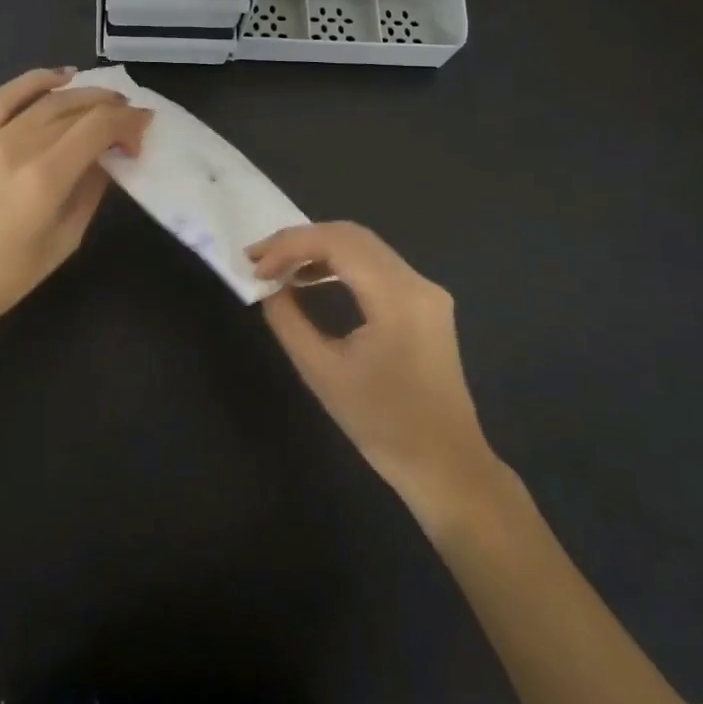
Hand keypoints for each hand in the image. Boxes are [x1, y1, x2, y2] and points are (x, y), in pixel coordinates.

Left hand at [0, 68, 151, 333]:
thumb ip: (90, 192)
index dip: (128, 123)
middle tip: (131, 121)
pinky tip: (60, 78)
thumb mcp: (63, 241)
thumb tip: (107, 160)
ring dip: (83, 93)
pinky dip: (35, 80)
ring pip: (47, 99)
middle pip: (76, 108)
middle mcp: (20, 146)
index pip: (98, 127)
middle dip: (112, 108)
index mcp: (46, 177)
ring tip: (107, 99)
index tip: (143, 133)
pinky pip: (5, 97)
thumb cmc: (5, 277)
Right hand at [249, 222, 505, 537]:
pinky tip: (312, 280)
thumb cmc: (383, 426)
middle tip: (260, 258)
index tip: (255, 265)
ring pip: (364, 247)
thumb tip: (269, 287)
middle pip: (351, 236)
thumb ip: (289, 321)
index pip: (338, 243)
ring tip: (279, 268)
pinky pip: (376, 266)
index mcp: (398, 298)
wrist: (447, 467)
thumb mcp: (323, 374)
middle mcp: (417, 282)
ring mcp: (426, 291)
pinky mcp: (425, 303)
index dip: (291, 246)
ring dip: (318, 250)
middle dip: (300, 241)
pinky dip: (339, 264)